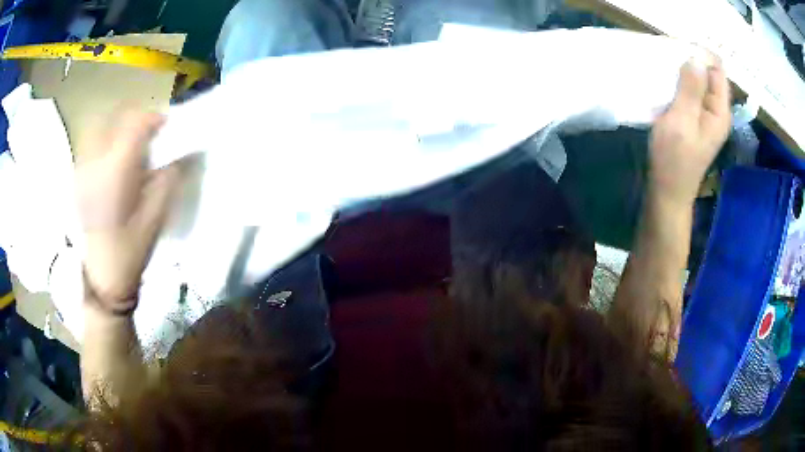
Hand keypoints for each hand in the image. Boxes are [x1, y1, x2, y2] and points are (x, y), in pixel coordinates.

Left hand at [76, 109, 181, 309]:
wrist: (103, 276)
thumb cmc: (131, 249)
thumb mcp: (157, 215)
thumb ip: (169, 175)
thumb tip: (179, 150)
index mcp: (116, 171)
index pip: (135, 124)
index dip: (154, 119)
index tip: (166, 127)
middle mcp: (95, 163)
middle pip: (115, 117)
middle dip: (135, 119)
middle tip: (148, 134)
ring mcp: (82, 170)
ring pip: (100, 127)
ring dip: (118, 127)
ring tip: (129, 145)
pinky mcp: (77, 179)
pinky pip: (91, 144)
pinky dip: (104, 141)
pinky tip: (112, 161)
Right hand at [649, 57, 731, 204]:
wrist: (668, 190)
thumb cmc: (674, 159)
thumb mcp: (681, 122)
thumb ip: (690, 90)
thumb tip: (695, 57)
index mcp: (720, 111)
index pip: (718, 70)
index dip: (702, 54)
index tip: (679, 46)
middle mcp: (716, 110)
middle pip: (709, 74)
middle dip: (691, 60)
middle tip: (668, 52)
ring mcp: (705, 115)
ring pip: (698, 81)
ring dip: (683, 70)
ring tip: (664, 62)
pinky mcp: (694, 118)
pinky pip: (690, 91)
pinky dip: (679, 82)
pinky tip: (666, 80)